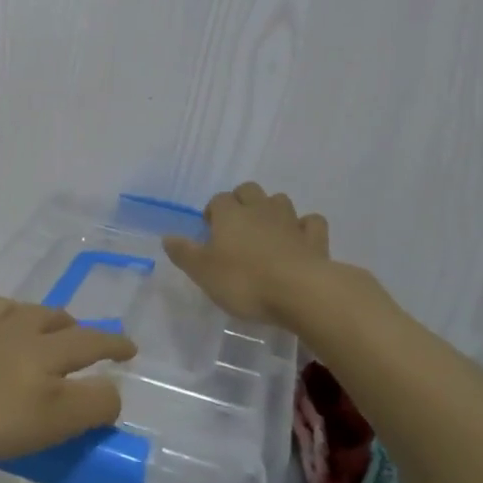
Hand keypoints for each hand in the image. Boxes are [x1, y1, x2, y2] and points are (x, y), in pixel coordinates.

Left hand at [0, 298, 132, 461]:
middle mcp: (7, 328)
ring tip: (22, 320)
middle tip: (76, 333)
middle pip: (45, 317)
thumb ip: (91, 405)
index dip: (113, 345)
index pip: (89, 343)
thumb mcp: (51, 419)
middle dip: (67, 324)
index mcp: (41, 349)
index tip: (130, 348)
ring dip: (18, 312)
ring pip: (0, 308)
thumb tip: (113, 391)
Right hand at [163, 182, 331, 324]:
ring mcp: (290, 222)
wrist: (300, 292)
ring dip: (272, 210)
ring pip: (280, 200)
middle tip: (235, 226)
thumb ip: (184, 252)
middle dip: (241, 201)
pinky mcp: (315, 239)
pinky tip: (299, 239)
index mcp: (230, 215)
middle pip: (249, 190)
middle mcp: (260, 210)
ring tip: (265, 231)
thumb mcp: (202, 271)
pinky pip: (311, 222)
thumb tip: (167, 236)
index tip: (209, 230)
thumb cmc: (244, 281)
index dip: (213, 211)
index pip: (218, 200)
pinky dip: (304, 227)